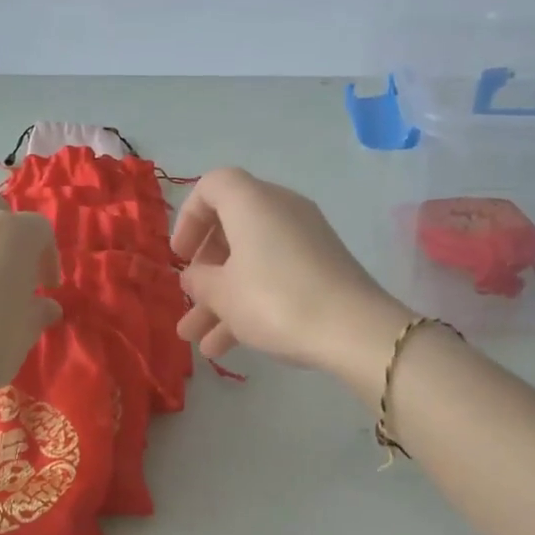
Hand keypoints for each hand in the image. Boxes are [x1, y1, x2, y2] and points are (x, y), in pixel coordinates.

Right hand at [171, 168, 409, 390]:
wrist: (353, 329)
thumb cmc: (275, 300)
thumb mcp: (223, 294)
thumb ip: (199, 281)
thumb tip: (195, 276)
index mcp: (252, 202)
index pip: (211, 187)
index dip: (188, 219)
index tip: (180, 256)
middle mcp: (280, 209)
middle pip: (231, 226)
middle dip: (204, 269)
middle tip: (191, 298)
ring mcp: (305, 239)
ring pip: (251, 260)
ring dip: (222, 298)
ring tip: (196, 339)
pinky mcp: (322, 267)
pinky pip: (275, 275)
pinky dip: (251, 302)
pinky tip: (227, 347)